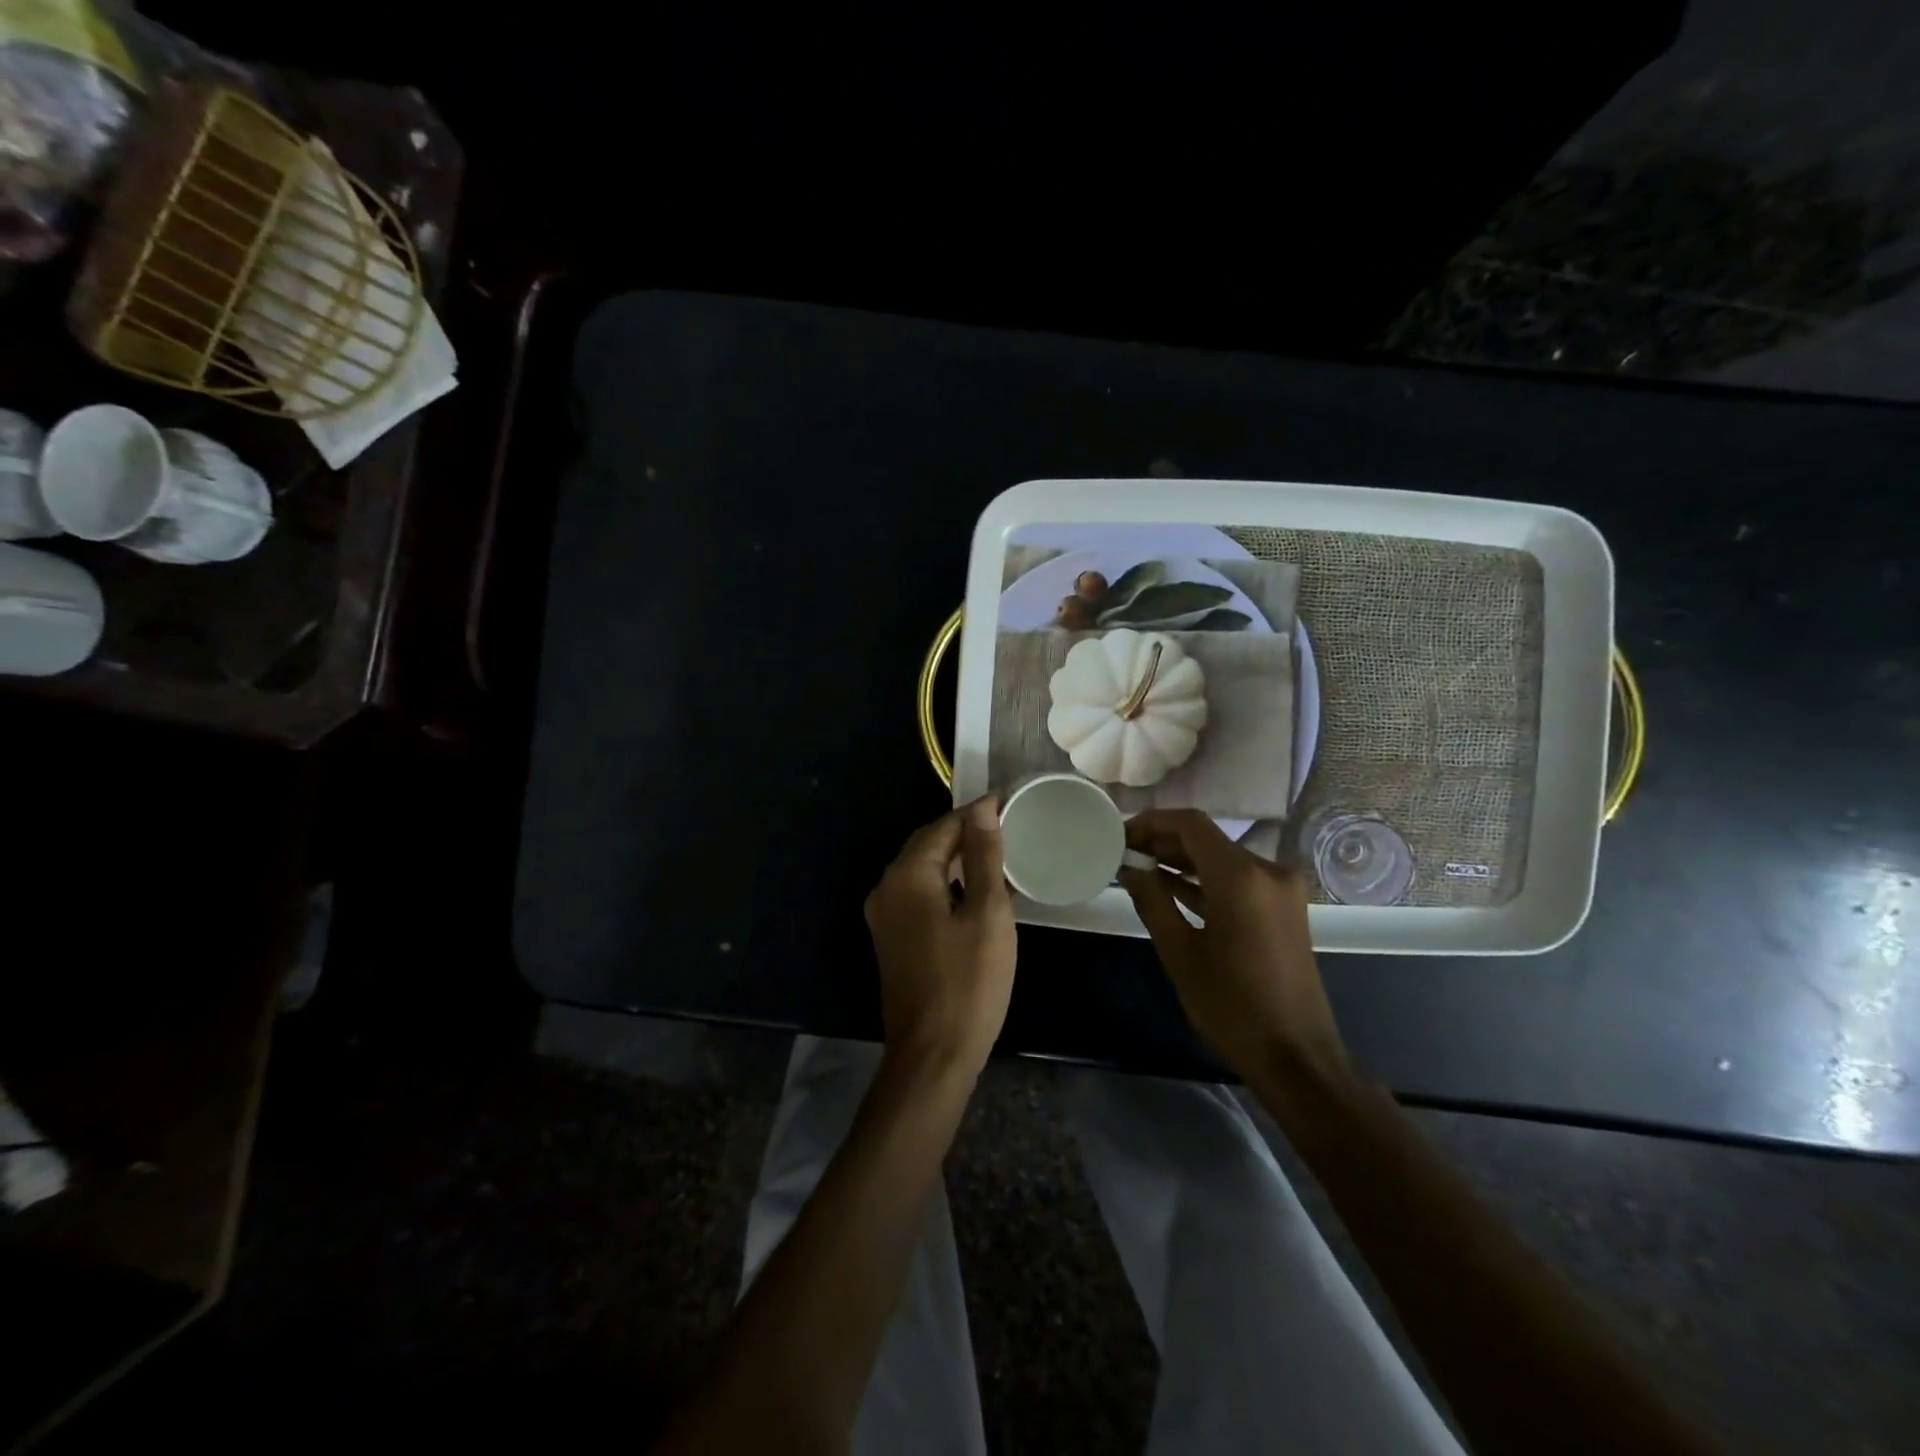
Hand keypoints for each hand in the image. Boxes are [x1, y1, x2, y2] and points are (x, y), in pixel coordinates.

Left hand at [864, 798, 1017, 1077]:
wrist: (932, 1054)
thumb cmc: (968, 982)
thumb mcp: (987, 914)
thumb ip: (984, 857)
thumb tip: (982, 810)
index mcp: (907, 876)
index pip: (943, 827)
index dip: (977, 813)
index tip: (1010, 803)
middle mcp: (887, 888)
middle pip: (928, 845)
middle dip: (965, 833)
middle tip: (1008, 826)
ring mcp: (884, 916)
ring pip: (923, 870)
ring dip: (957, 859)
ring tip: (998, 853)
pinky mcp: (892, 938)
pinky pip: (919, 894)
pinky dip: (947, 884)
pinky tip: (976, 891)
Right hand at [1119, 809, 1349, 1084]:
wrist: (1297, 1056)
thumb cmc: (1232, 1006)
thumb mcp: (1180, 952)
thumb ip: (1152, 900)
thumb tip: (1129, 867)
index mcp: (1241, 877)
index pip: (1190, 824)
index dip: (1151, 822)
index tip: (1120, 834)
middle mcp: (1267, 871)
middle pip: (1207, 838)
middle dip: (1163, 841)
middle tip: (1123, 852)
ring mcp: (1279, 889)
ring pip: (1221, 857)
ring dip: (1182, 860)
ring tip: (1139, 868)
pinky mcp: (1283, 907)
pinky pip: (1237, 879)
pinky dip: (1205, 880)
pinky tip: (1170, 886)